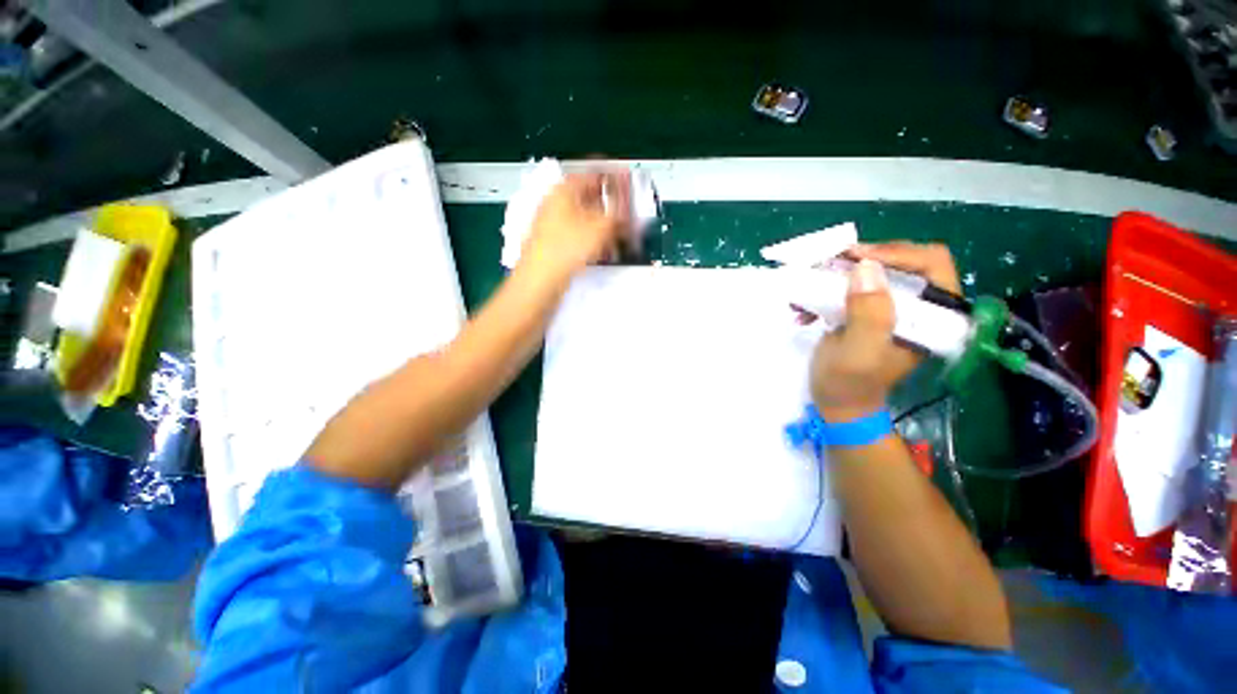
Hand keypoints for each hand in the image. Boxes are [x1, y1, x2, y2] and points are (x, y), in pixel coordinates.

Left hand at [519, 170, 635, 282]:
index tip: (628, 187)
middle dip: (611, 207)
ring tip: (619, 235)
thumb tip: (628, 212)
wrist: (541, 278)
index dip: (614, 179)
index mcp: (564, 190)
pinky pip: (579, 235)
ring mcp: (553, 224)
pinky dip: (593, 239)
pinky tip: (604, 249)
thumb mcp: (600, 228)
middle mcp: (556, 203)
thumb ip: (618, 216)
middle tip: (627, 215)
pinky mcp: (554, 243)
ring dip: (604, 225)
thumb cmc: (564, 248)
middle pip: (589, 198)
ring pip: (585, 219)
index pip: (594, 175)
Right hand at [810, 242, 960, 421]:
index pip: (931, 264)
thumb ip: (868, 314)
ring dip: (839, 275)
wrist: (836, 403)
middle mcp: (919, 307)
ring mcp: (892, 308)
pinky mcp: (868, 311)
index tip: (855, 257)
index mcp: (933, 317)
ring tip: (811, 285)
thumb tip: (865, 267)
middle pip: (902, 261)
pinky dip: (826, 291)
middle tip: (830, 263)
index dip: (896, 253)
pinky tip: (805, 308)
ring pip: (874, 271)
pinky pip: (852, 287)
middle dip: (863, 260)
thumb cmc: (850, 384)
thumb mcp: (859, 353)